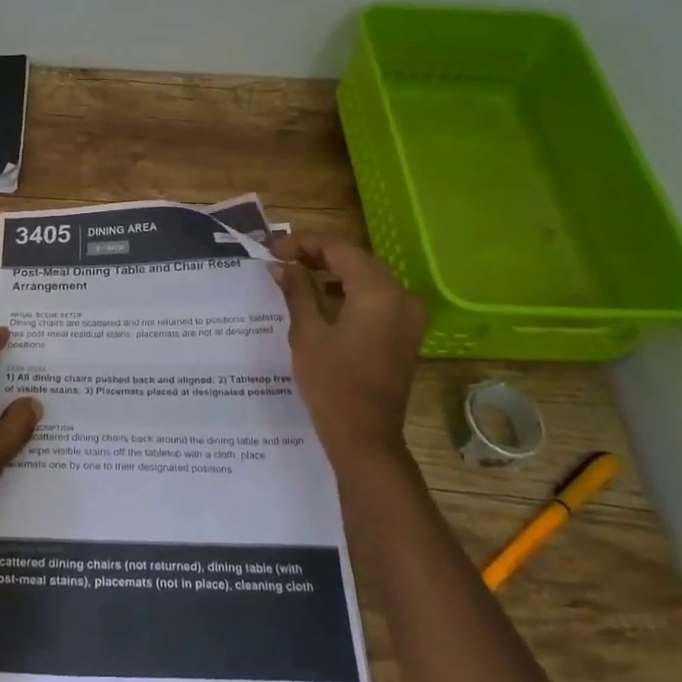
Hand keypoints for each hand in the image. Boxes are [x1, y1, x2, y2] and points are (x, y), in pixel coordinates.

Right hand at [269, 235, 427, 479]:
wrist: (365, 437)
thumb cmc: (332, 385)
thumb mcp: (307, 334)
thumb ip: (296, 292)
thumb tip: (281, 266)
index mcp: (378, 292)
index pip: (340, 249)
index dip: (304, 243)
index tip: (273, 250)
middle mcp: (401, 296)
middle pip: (357, 259)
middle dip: (318, 254)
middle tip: (282, 259)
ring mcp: (408, 316)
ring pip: (367, 277)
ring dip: (333, 272)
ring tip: (296, 274)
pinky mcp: (405, 332)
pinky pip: (377, 298)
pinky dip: (349, 292)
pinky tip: (322, 298)